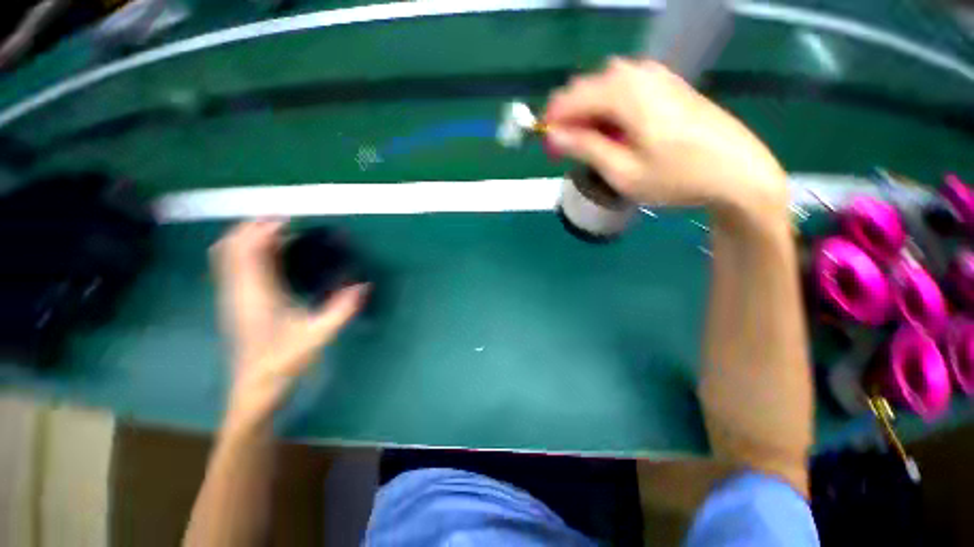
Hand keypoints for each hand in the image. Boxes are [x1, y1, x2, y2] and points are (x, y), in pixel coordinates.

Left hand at [211, 220, 366, 422]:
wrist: (255, 388)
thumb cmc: (283, 363)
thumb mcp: (317, 336)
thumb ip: (341, 310)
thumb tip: (363, 286)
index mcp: (255, 295)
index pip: (247, 251)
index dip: (263, 229)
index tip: (288, 219)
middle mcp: (238, 291)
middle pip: (230, 247)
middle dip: (252, 227)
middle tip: (284, 221)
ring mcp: (233, 297)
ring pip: (228, 256)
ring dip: (248, 238)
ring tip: (279, 233)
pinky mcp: (236, 303)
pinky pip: (234, 267)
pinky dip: (248, 253)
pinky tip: (273, 257)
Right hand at [544, 58, 787, 222]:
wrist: (738, 173)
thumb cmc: (677, 177)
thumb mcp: (623, 171)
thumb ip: (585, 147)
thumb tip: (553, 134)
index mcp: (626, 93)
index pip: (572, 97)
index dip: (553, 121)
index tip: (546, 145)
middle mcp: (639, 74)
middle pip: (588, 88)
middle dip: (570, 117)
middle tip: (566, 150)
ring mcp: (657, 77)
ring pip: (606, 89)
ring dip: (590, 114)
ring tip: (588, 145)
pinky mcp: (668, 86)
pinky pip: (626, 91)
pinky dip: (610, 110)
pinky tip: (615, 133)